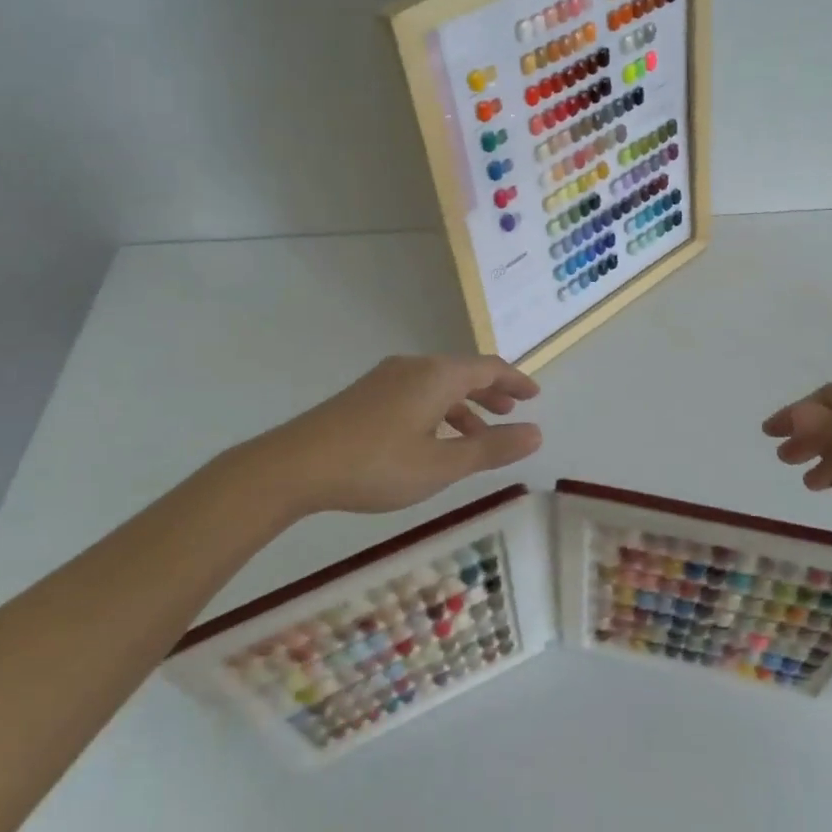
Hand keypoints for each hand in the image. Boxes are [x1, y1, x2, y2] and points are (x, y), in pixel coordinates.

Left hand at [221, 354, 541, 517]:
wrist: (295, 464)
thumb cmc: (376, 464)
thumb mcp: (441, 465)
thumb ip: (491, 448)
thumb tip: (536, 433)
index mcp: (436, 375)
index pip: (488, 367)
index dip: (515, 380)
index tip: (534, 396)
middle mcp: (413, 367)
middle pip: (462, 372)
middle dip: (490, 392)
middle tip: (512, 412)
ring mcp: (385, 378)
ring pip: (437, 384)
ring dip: (463, 405)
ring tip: (478, 434)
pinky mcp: (365, 395)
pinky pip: (416, 393)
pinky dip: (438, 410)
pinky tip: (433, 439)